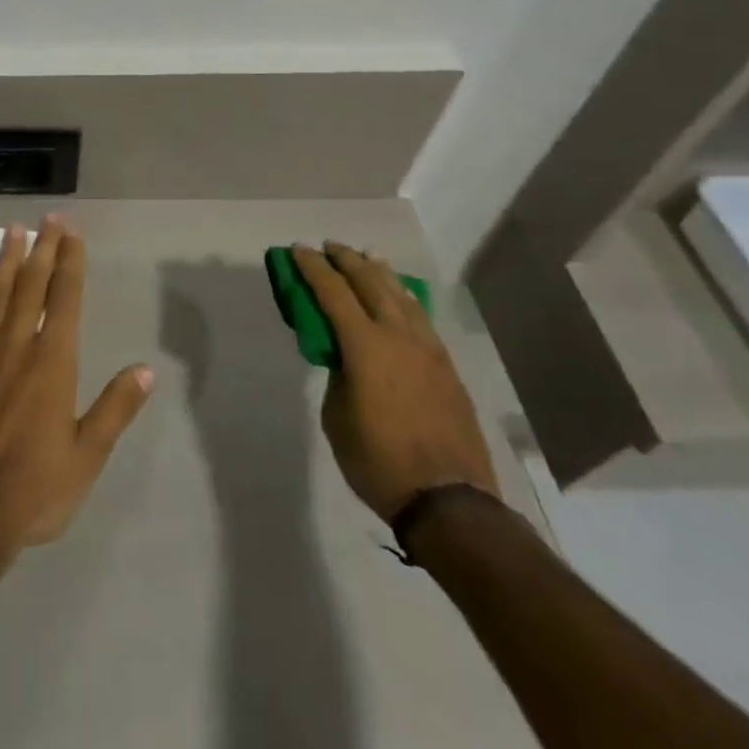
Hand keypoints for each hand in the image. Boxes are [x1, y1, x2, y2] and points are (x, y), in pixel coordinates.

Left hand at [0, 217, 154, 560]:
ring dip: (6, 259)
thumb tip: (145, 369)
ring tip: (13, 229)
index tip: (73, 234)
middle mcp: (17, 346)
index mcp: (53, 363)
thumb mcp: (87, 457)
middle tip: (49, 218)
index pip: (65, 299)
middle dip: (43, 249)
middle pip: (32, 286)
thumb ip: (115, 409)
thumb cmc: (34, 490)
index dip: (70, 263)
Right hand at [294, 242, 497, 522]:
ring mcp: (428, 350)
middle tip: (330, 246)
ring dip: (380, 273)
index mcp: (365, 346)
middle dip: (347, 260)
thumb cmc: (378, 462)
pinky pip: (422, 318)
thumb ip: (339, 376)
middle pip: (371, 283)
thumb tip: (346, 359)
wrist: (449, 502)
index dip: (313, 268)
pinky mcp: (447, 368)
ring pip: (402, 296)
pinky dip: (405, 299)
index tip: (299, 249)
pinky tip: (402, 297)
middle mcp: (399, 336)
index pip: (333, 293)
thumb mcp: (337, 417)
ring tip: (368, 256)